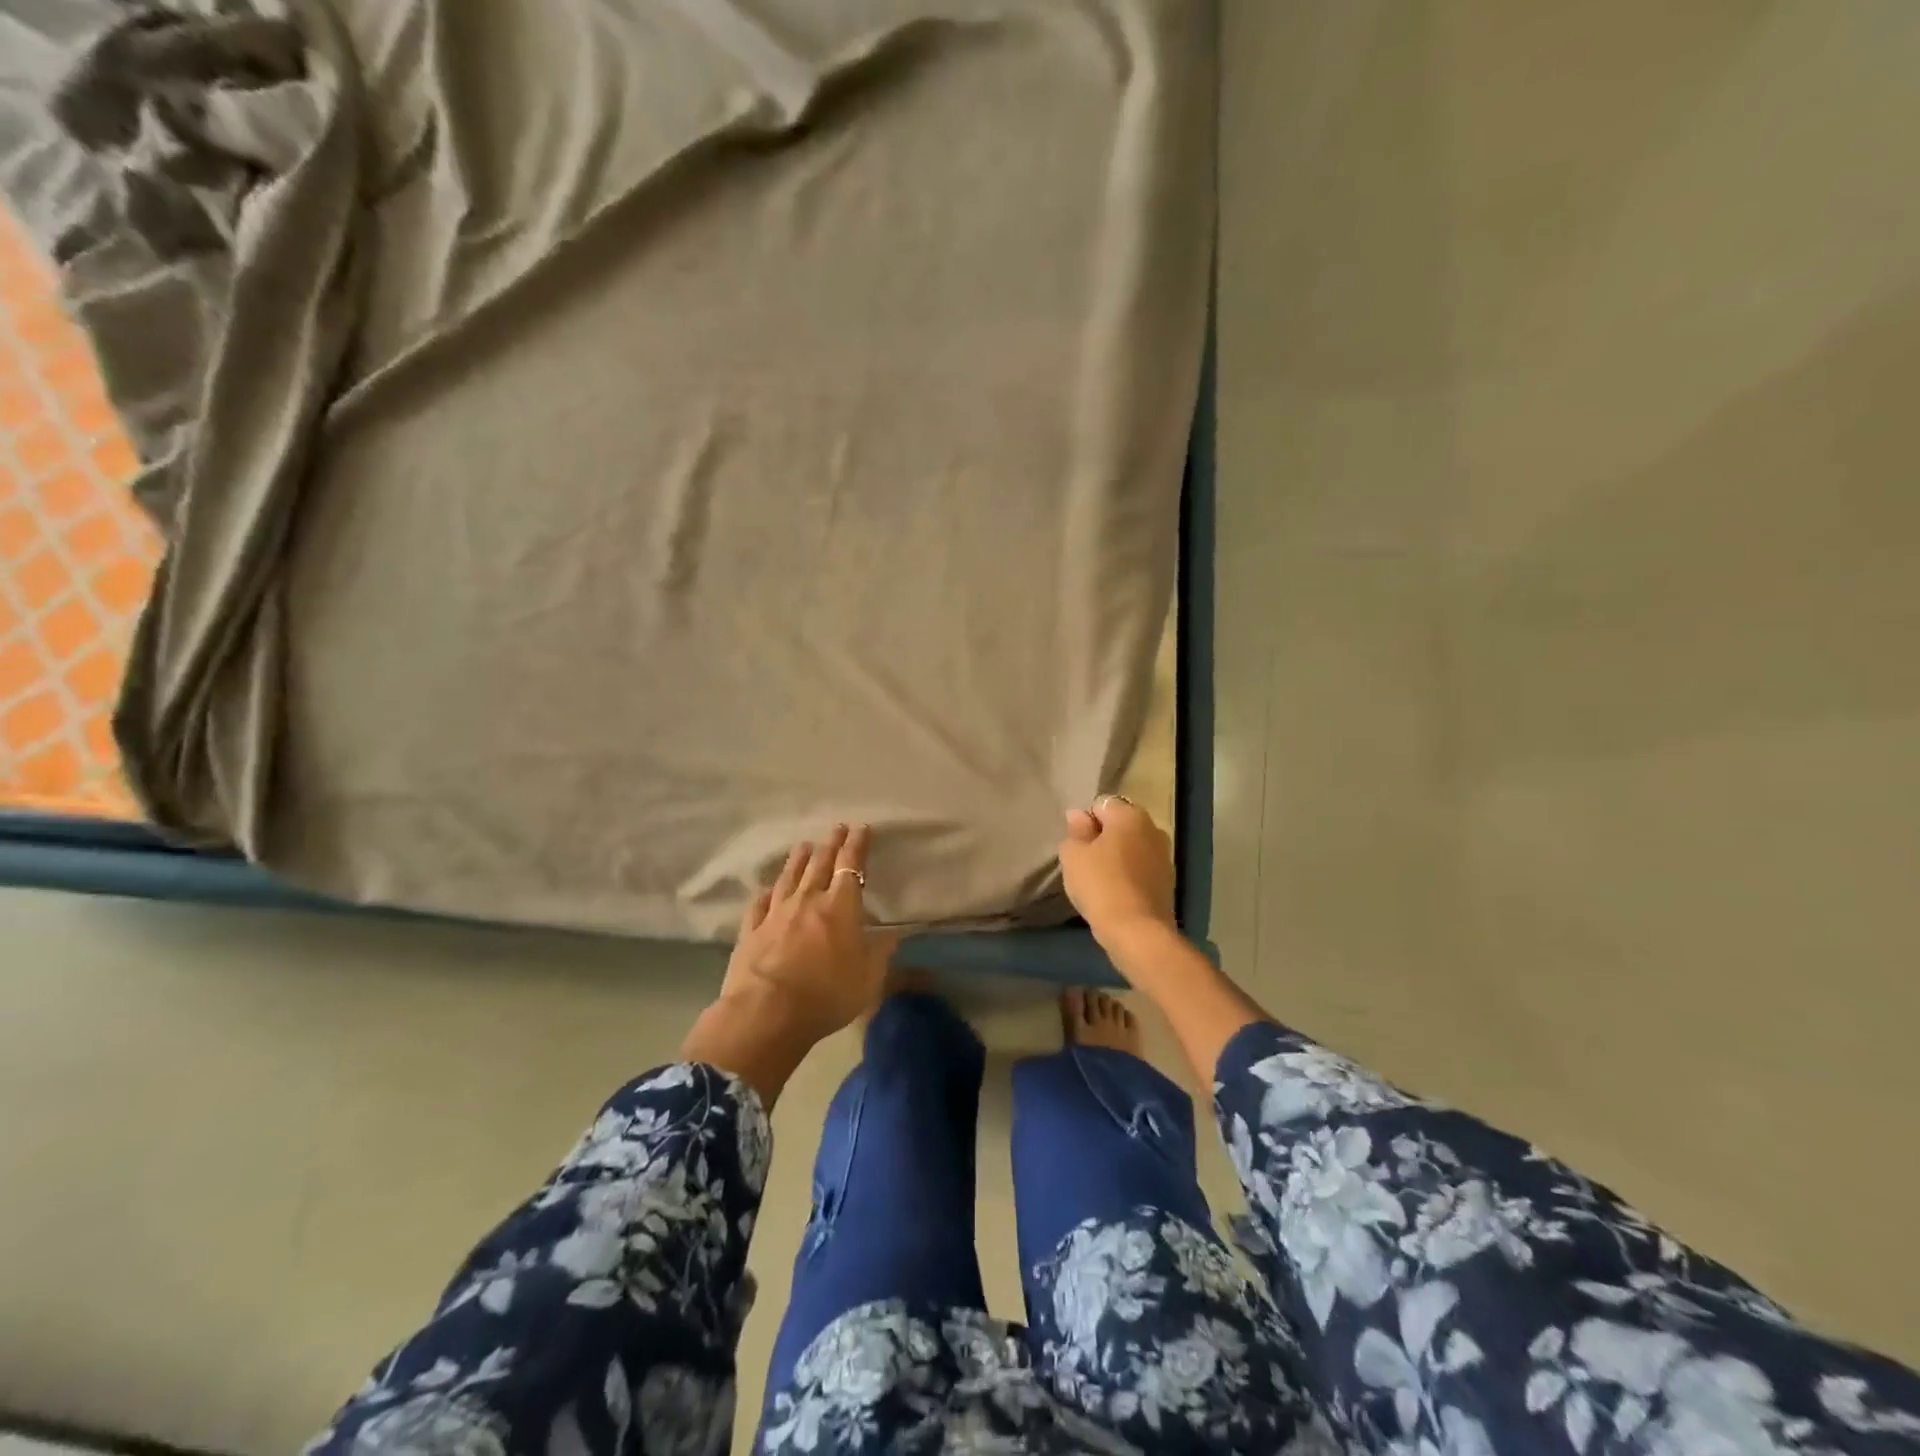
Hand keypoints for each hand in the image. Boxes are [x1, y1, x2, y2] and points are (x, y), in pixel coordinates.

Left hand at [715, 823, 899, 1045]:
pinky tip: (766, 889)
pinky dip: (766, 893)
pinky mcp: (752, 930)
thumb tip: (893, 934)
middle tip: (836, 828)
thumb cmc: (826, 994)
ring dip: (798, 860)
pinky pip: (760, 905)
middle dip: (831, 844)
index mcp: (840, 906)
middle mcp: (808, 900)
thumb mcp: (868, 978)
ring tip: (804, 845)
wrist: (766, 1012)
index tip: (861, 828)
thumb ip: (880, 953)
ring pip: (789, 878)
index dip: (857, 845)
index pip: (851, 866)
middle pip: (820, 864)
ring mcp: (776, 913)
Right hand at [1058, 796, 1176, 948]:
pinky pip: (1142, 867)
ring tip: (1100, 879)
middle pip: (1120, 824)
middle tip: (1085, 861)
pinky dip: (1129, 874)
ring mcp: (1164, 855)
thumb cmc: (1100, 885)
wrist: (1138, 931)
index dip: (1084, 822)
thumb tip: (1079, 816)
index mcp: (1130, 815)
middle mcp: (1152, 828)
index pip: (1100, 804)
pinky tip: (1116, 892)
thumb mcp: (1073, 856)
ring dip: (1117, 856)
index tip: (1076, 845)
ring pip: (1132, 847)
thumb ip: (1075, 832)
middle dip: (1102, 837)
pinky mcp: (1168, 880)